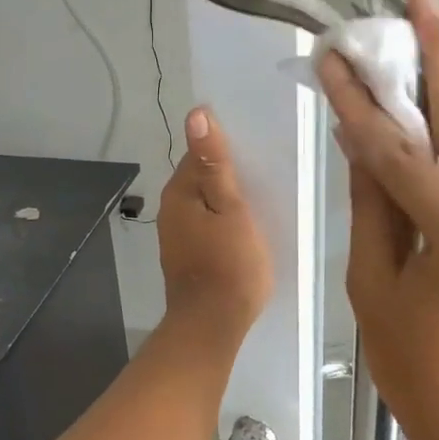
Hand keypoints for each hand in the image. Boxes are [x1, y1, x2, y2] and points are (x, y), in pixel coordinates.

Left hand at [158, 107, 272, 334]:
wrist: (212, 325)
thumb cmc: (229, 265)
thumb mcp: (231, 209)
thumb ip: (215, 163)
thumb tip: (196, 114)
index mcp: (180, 192)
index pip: (200, 151)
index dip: (227, 146)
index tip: (258, 148)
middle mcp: (171, 209)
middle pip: (201, 176)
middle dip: (228, 172)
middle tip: (267, 171)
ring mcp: (177, 235)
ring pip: (204, 202)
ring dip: (227, 197)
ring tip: (262, 196)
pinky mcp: (187, 255)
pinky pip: (206, 224)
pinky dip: (223, 220)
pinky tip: (245, 227)